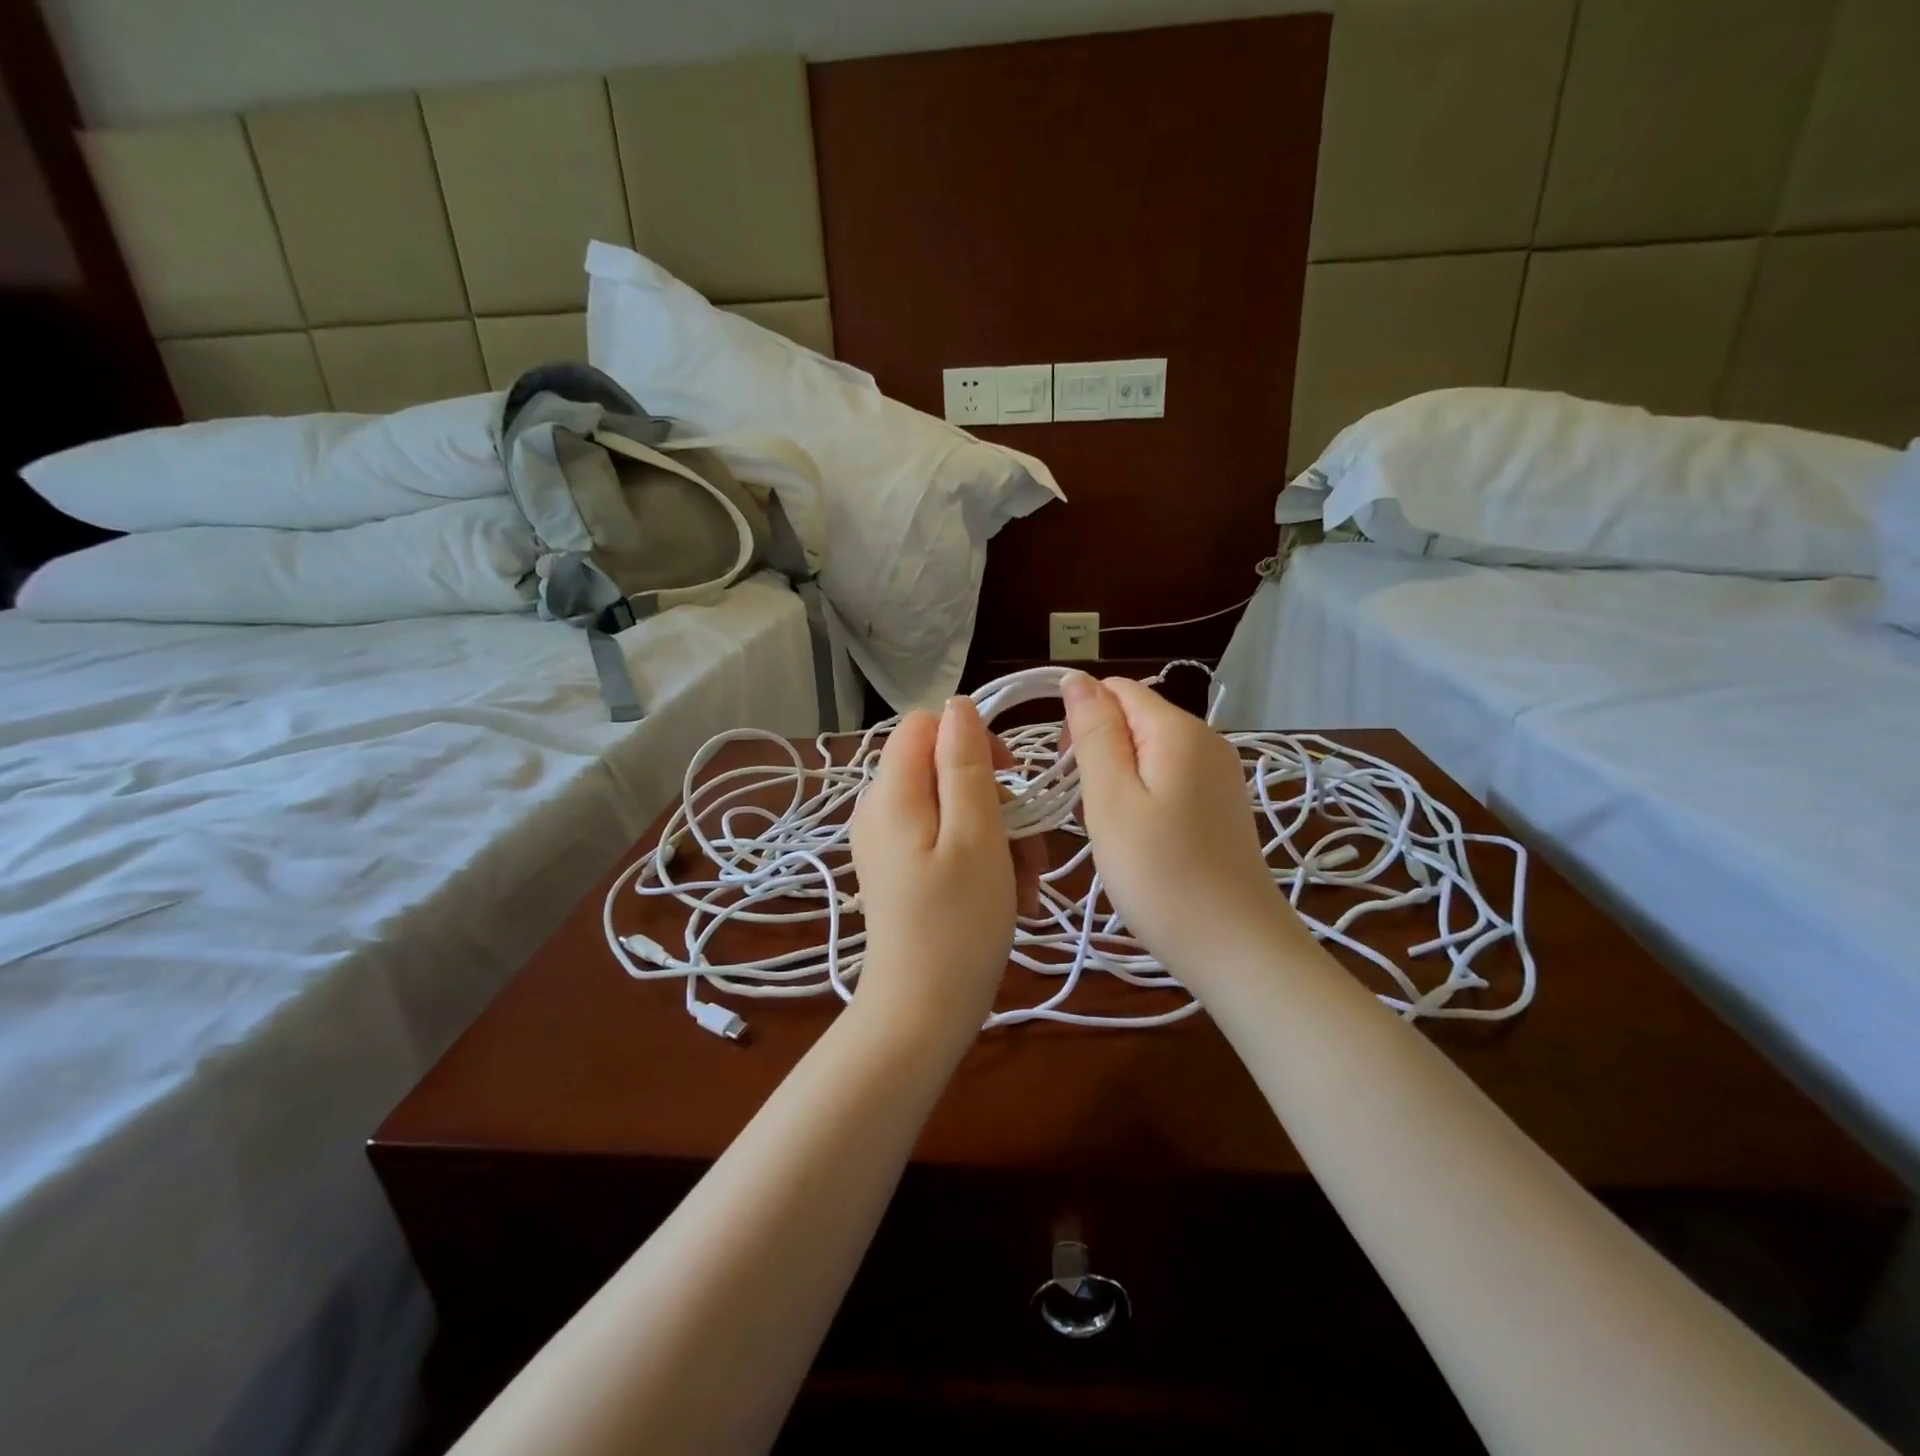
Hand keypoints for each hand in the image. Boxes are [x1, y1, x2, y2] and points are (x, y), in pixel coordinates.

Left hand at [849, 696, 1040, 1053]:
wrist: (921, 1013)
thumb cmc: (957, 924)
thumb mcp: (976, 835)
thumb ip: (965, 763)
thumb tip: (958, 706)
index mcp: (892, 792)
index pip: (927, 725)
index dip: (973, 739)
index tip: (1011, 777)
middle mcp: (881, 809)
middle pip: (945, 769)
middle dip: (998, 801)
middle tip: (1031, 848)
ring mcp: (890, 842)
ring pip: (955, 809)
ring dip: (1001, 837)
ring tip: (1027, 885)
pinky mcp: (902, 869)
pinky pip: (947, 841)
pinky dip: (983, 859)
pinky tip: (1013, 898)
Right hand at [1061, 672, 1297, 988]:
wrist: (1235, 948)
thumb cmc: (1160, 874)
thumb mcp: (1112, 800)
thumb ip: (1094, 734)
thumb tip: (1077, 679)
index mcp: (1179, 730)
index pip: (1117, 689)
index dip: (1081, 719)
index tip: (1068, 772)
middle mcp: (1207, 740)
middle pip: (1134, 718)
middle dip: (1098, 748)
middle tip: (1087, 806)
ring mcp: (1220, 774)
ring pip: (1149, 751)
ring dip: (1118, 777)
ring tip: (1110, 827)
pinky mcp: (1221, 805)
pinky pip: (1169, 778)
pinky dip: (1143, 796)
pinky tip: (1139, 837)